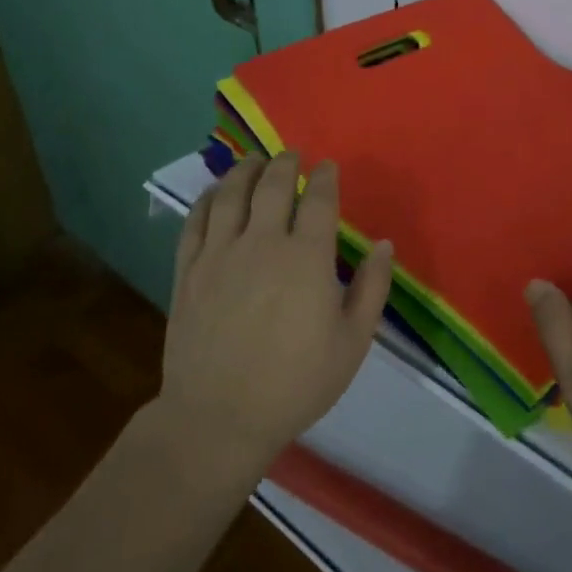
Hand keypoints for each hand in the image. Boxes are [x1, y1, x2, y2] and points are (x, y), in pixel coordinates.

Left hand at [162, 153, 392, 472]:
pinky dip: (207, 199)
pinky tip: (215, 193)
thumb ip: (372, 288)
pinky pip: (195, 221)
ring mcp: (219, 254)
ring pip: (230, 194)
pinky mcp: (188, 271)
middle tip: (292, 154)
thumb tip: (384, 245)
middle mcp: (261, 243)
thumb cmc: (296, 382)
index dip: (324, 177)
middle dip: (285, 163)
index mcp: (306, 257)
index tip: (328, 166)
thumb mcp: (352, 342)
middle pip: (272, 186)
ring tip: (254, 160)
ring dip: (245, 170)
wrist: (219, 417)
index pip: (318, 200)